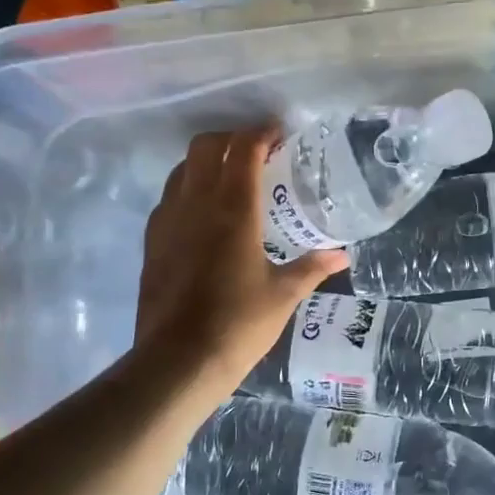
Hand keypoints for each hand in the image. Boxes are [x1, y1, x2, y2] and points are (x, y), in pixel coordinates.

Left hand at [135, 128, 346, 390]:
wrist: (178, 361)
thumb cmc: (238, 324)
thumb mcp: (284, 295)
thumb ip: (312, 268)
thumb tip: (342, 255)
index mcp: (233, 209)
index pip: (243, 149)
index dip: (261, 133)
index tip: (279, 134)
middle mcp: (196, 203)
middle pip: (205, 146)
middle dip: (230, 139)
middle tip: (256, 154)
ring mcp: (167, 221)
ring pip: (181, 169)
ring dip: (205, 162)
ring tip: (230, 180)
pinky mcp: (152, 242)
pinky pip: (169, 198)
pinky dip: (187, 190)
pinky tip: (204, 216)